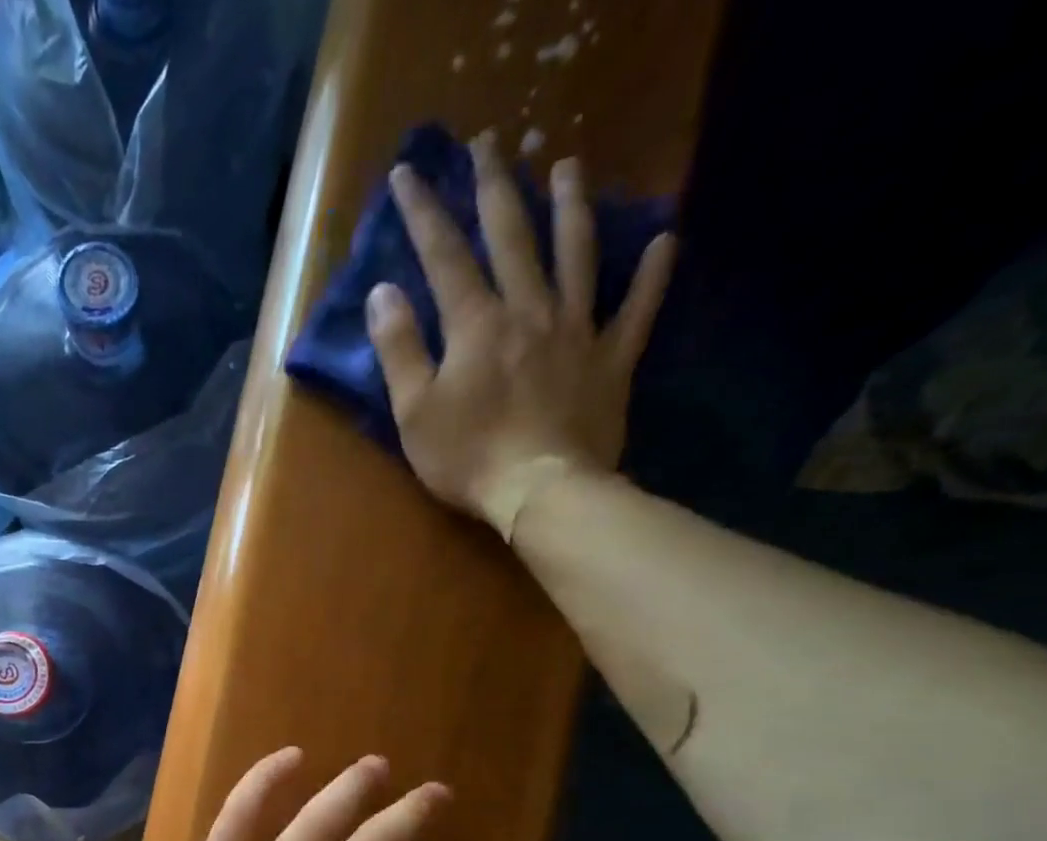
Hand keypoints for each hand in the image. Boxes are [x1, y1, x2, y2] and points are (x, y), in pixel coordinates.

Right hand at [367, 133, 676, 538]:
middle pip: (512, 236)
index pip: (444, 256)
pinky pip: (637, 310)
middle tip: (490, 142)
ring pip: (577, 254)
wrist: (542, 492)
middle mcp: (529, 310)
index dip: (423, 212)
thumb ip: (399, 349)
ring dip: (571, 207)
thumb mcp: (414, 412)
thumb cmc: (468, 457)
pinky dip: (652, 277)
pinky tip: (663, 243)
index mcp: (477, 324)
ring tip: (567, 168)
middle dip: (496, 186)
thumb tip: (382, 292)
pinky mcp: (611, 360)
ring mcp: (577, 331)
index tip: (408, 173)